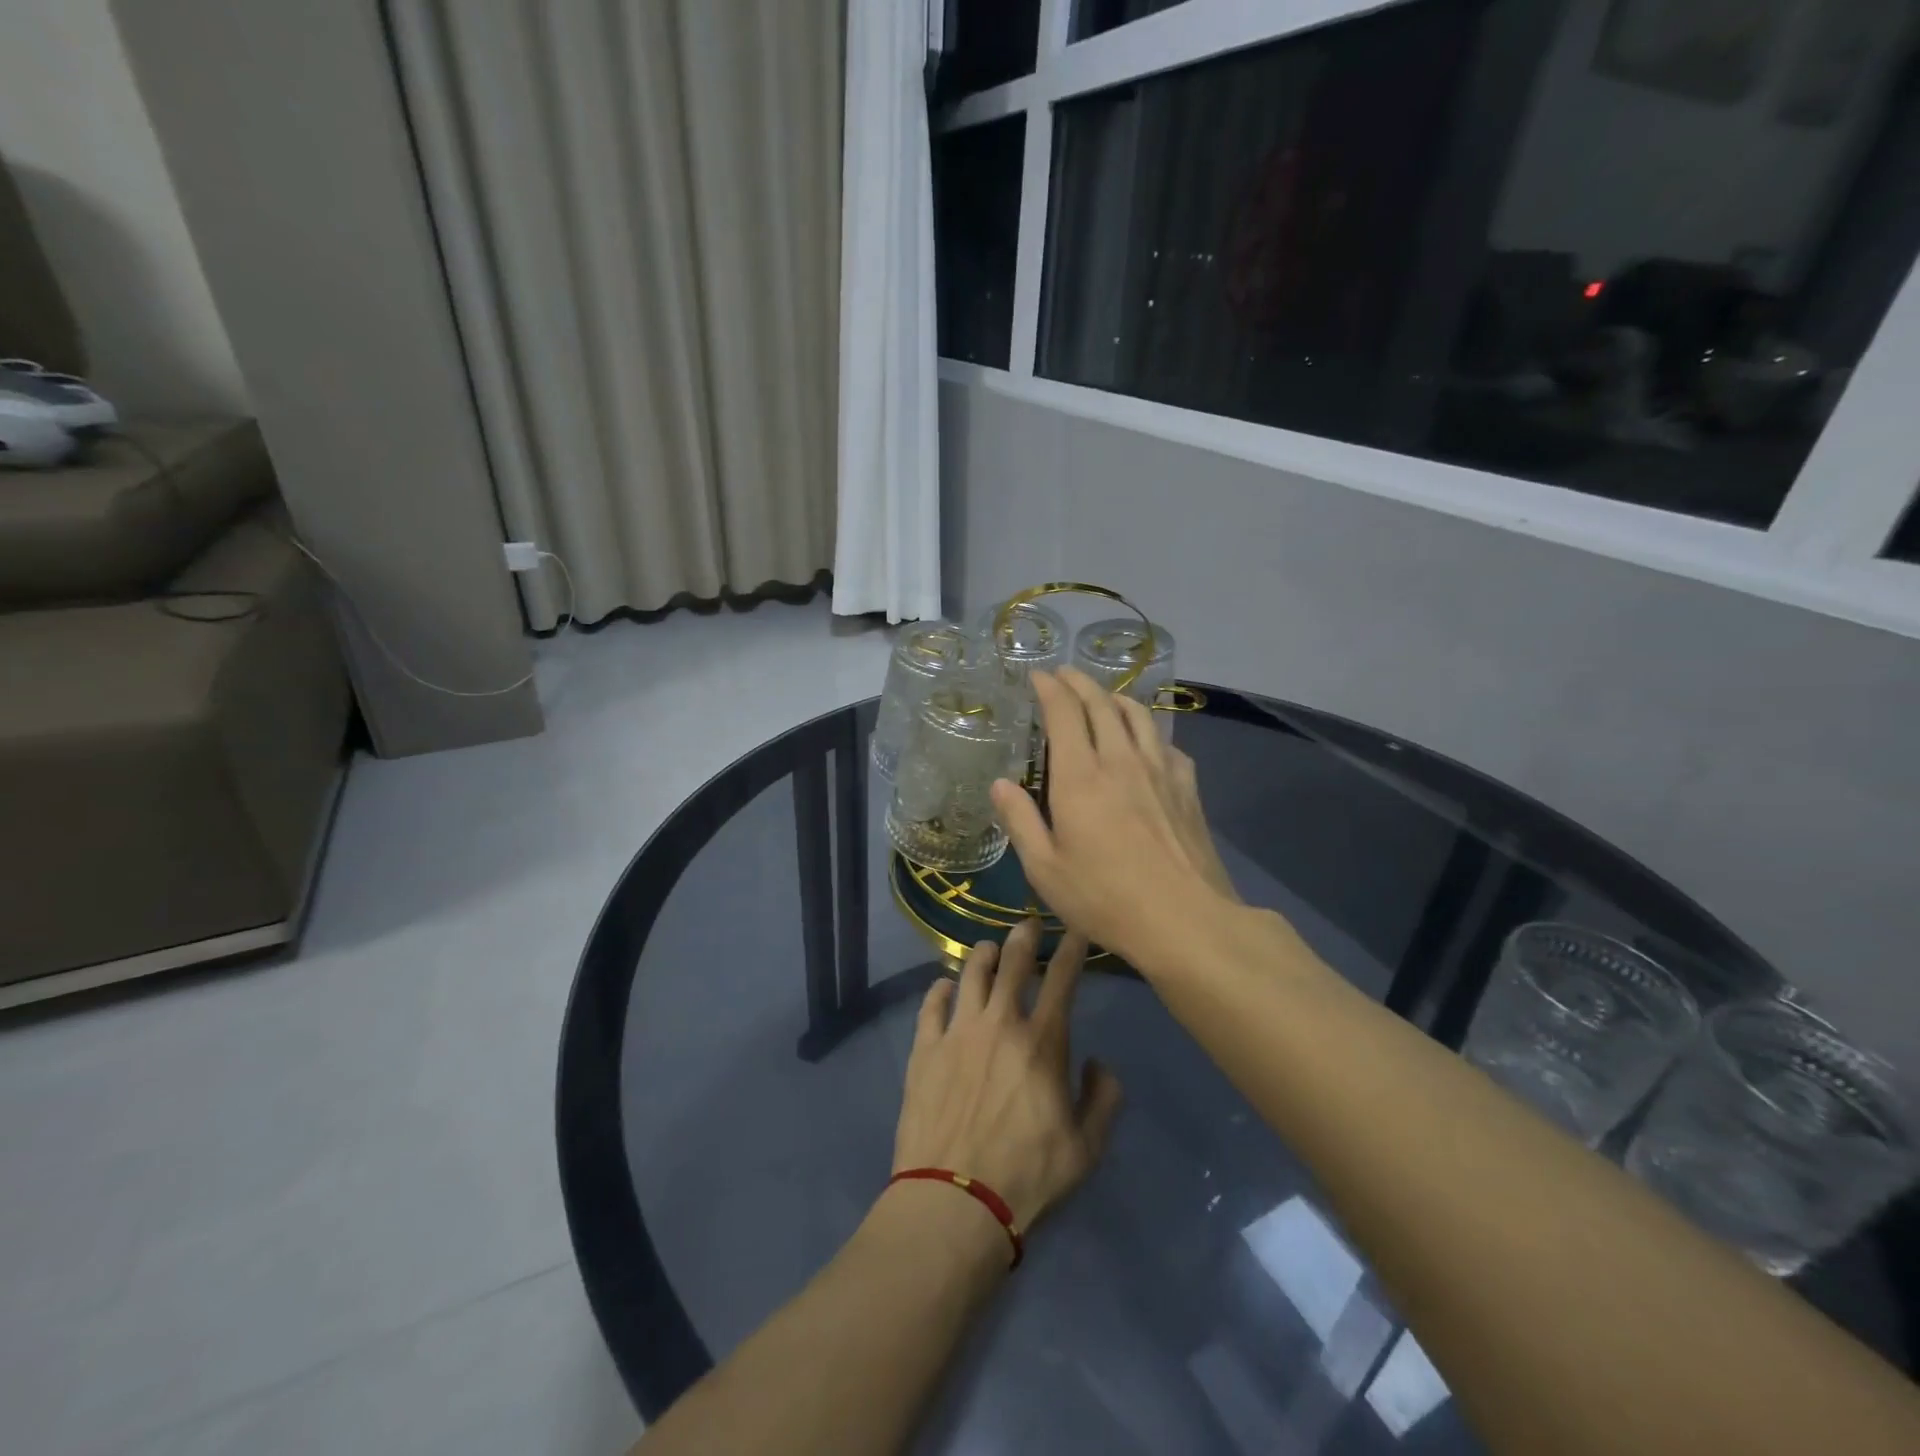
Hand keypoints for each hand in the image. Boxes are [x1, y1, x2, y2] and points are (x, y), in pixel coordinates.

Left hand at [893, 920, 1122, 1232]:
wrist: (954, 1203)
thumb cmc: (1027, 1178)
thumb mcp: (1086, 1149)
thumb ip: (1104, 1099)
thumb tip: (1098, 1063)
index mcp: (1042, 1042)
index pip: (1062, 979)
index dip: (1071, 948)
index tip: (1075, 928)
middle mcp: (999, 1023)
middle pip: (1013, 963)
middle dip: (1024, 937)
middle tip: (1027, 925)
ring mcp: (957, 1032)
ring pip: (971, 973)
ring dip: (983, 954)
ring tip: (989, 949)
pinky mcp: (924, 1049)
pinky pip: (931, 1004)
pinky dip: (941, 988)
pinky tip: (946, 985)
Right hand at [990, 668, 1239, 968]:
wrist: (1184, 919)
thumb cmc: (1104, 898)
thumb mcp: (1045, 869)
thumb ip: (1020, 821)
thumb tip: (999, 784)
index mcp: (1080, 777)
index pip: (1064, 713)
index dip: (1049, 688)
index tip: (1038, 676)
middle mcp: (1121, 760)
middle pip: (1102, 704)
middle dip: (1080, 683)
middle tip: (1065, 674)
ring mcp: (1160, 771)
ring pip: (1138, 716)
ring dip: (1116, 698)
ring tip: (1104, 697)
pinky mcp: (1187, 788)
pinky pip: (1166, 744)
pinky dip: (1149, 731)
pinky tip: (1146, 744)